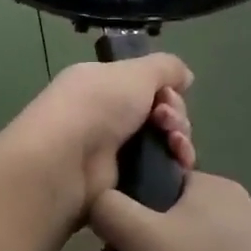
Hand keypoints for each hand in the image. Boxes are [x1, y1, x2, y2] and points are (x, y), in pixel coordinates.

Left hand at [0, 55, 195, 224]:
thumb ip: (164, 67)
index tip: (169, 95)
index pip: (144, 84)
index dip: (165, 88)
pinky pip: (158, 171)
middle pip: (157, 114)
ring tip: (175, 143)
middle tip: (167, 121)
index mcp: (100, 84)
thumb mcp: (134, 72)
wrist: (66, 160)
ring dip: (178, 140)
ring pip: (162, 143)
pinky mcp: (120, 183)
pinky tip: (180, 163)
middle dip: (174, 115)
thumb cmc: (97, 105)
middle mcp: (104, 115)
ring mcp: (111, 151)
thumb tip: (184, 76)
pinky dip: (174, 165)